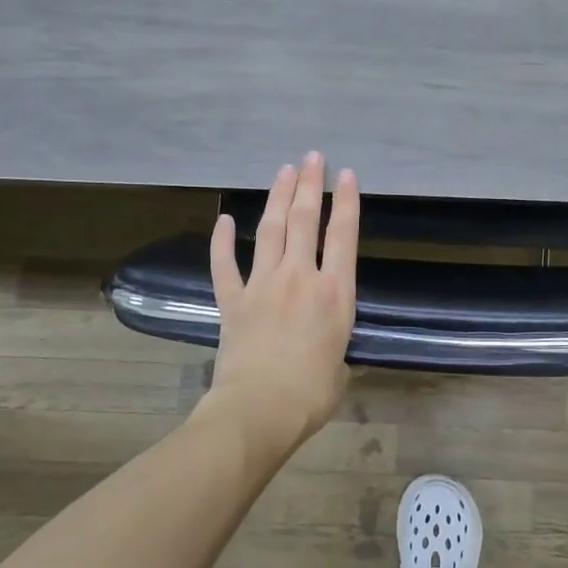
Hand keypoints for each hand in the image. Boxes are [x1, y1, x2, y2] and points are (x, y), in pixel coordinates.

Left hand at [202, 152, 358, 454]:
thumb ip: (335, 344)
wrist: (260, 410)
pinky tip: (223, 220)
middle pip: (304, 221)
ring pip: (270, 231)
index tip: (345, 175)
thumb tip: (326, 346)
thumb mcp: (341, 366)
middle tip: (312, 158)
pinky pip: (225, 265)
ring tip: (284, 171)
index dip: (346, 202)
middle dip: (310, 185)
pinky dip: (222, 241)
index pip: (343, 236)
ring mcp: (263, 286)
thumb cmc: (311, 395)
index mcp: (335, 294)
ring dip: (277, 198)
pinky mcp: (233, 301)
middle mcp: (300, 278)